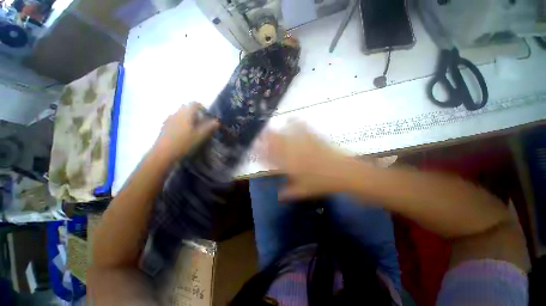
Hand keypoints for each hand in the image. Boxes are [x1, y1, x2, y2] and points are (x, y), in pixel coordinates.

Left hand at [155, 102, 218, 160]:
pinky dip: (183, 123)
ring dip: (189, 118)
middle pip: (187, 108)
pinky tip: (185, 133)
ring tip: (195, 129)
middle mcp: (177, 113)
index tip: (208, 115)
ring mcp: (169, 119)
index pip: (194, 104)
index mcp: (186, 114)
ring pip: (181, 114)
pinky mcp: (165, 126)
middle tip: (203, 122)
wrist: (164, 153)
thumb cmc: (184, 142)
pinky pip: (176, 120)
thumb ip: (210, 126)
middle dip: (196, 113)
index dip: (202, 107)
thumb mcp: (200, 135)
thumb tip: (217, 121)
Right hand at [261, 122, 365, 200]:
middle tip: (259, 136)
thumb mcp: (304, 191)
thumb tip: (278, 196)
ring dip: (276, 131)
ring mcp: (303, 144)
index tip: (255, 150)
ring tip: (269, 127)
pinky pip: (302, 128)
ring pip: (286, 136)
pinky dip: (296, 123)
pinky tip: (291, 118)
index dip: (262, 154)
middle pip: (276, 145)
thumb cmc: (322, 184)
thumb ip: (289, 193)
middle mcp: (293, 154)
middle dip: (265, 140)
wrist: (343, 173)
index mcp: (290, 167)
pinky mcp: (313, 138)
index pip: (271, 159)